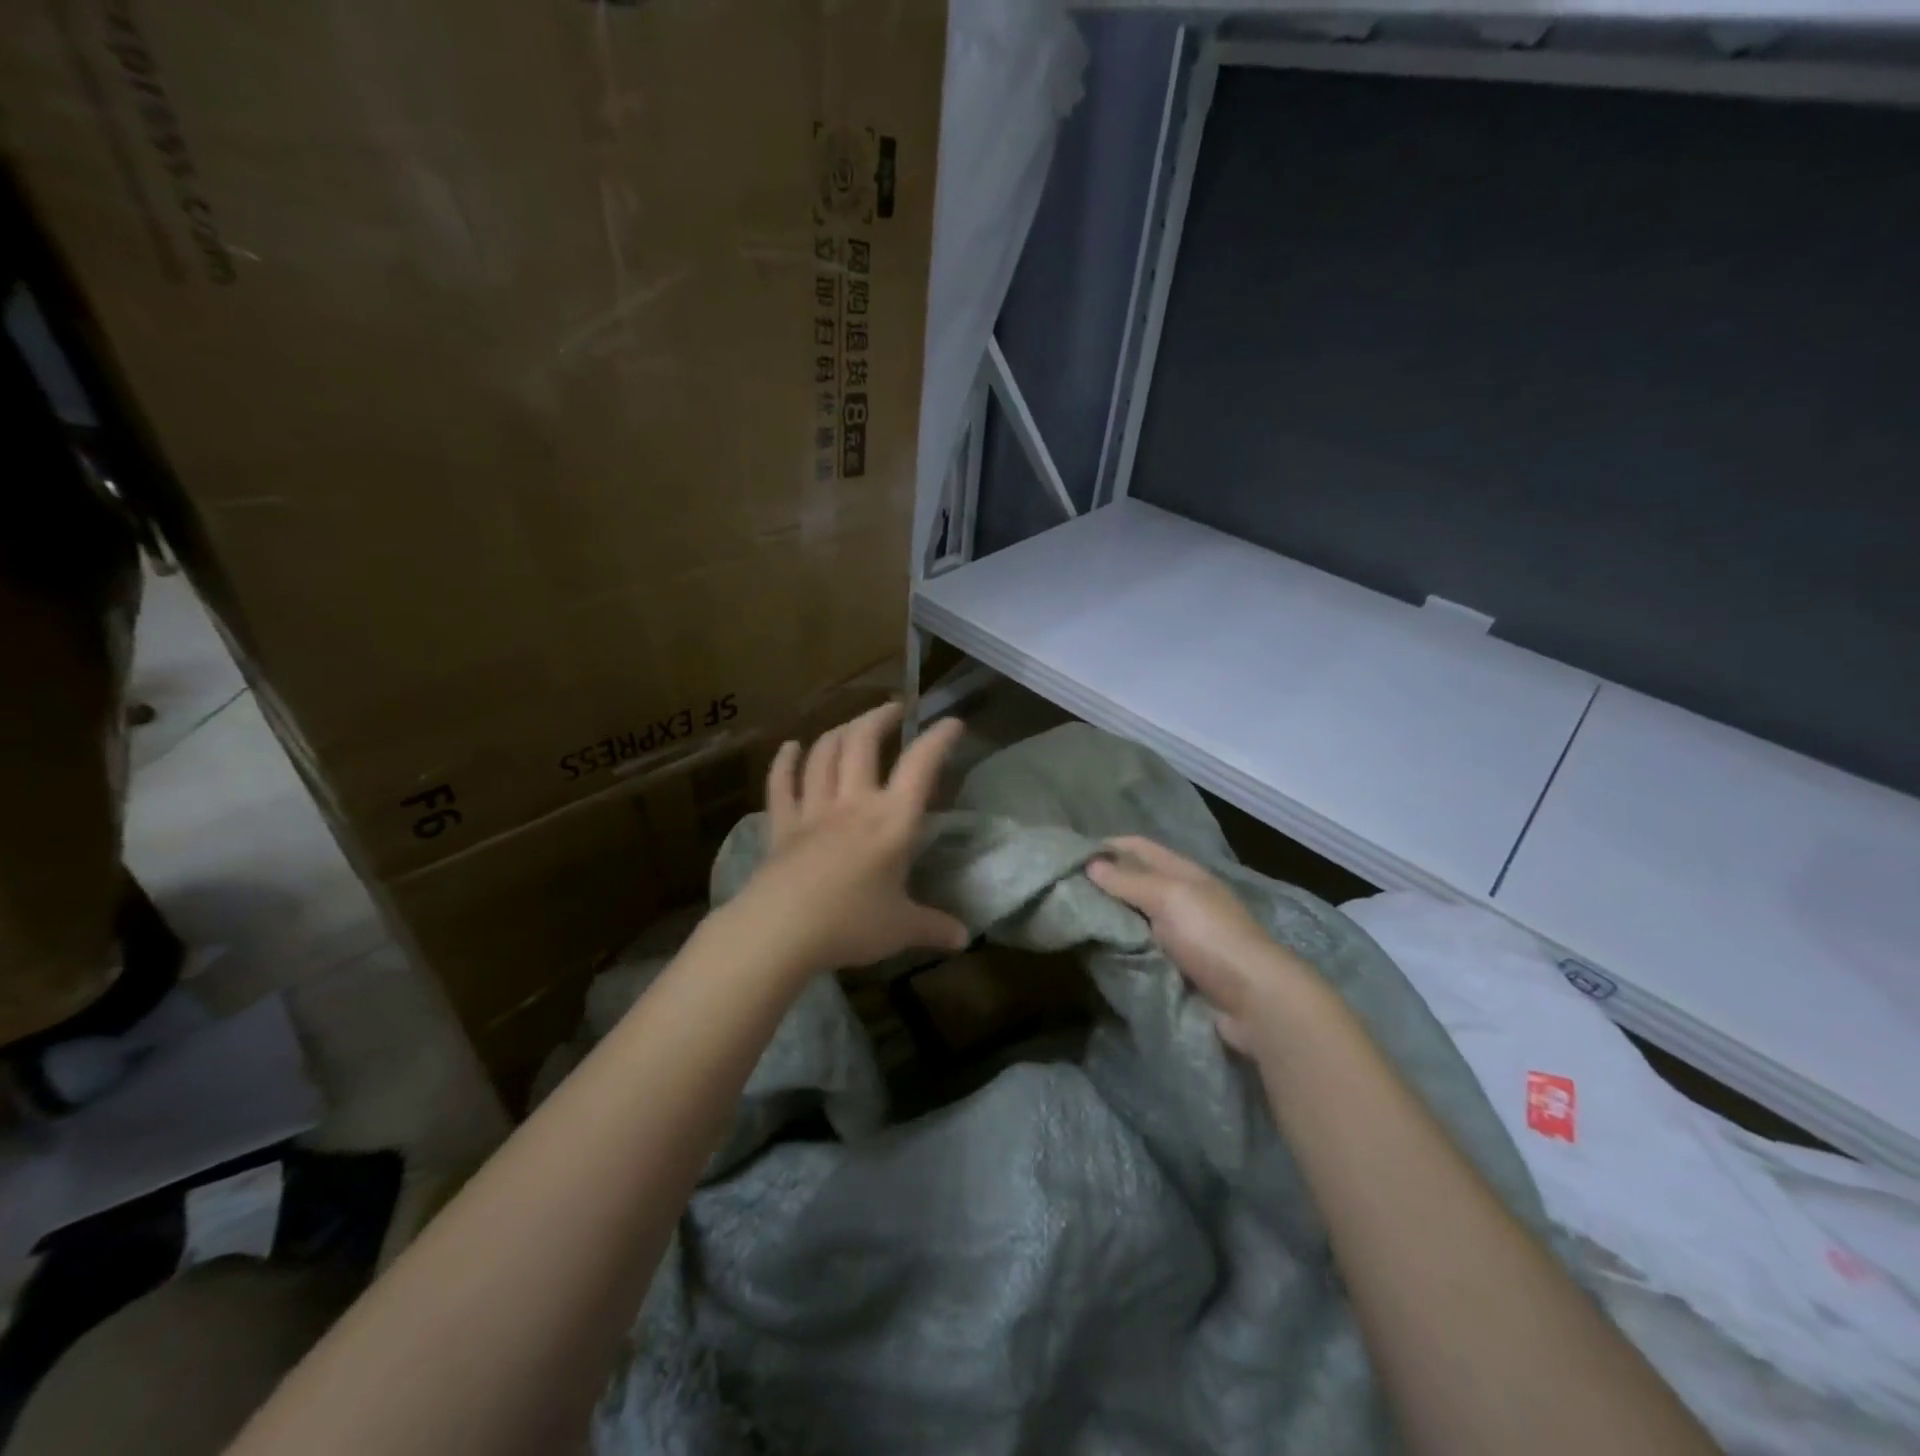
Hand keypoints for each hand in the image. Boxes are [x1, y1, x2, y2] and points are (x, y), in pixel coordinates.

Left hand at [733, 702, 969, 976]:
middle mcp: (853, 803)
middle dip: (880, 717)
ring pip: (823, 754)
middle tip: (895, 709)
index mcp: (892, 821)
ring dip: (839, 731)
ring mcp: (813, 810)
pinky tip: (790, 747)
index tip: (951, 722)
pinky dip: (785, 762)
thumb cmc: (849, 925)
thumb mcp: (901, 929)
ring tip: (852, 724)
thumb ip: (933, 927)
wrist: (780, 931)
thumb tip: (964, 939)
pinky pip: (781, 784)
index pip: (920, 766)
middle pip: (863, 742)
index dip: (938, 739)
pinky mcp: (782, 825)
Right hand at [1087, 836, 1315, 1058]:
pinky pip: (1138, 948)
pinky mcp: (1174, 966)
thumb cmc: (1211, 937)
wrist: (1254, 1001)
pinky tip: (1093, 949)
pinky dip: (1118, 946)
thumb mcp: (1169, 897)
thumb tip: (1089, 863)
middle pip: (1132, 882)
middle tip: (1059, 891)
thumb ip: (1128, 881)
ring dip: (1107, 918)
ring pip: (1132, 917)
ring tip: (1068, 920)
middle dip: (1100, 884)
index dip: (1105, 846)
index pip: (1137, 847)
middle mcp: (1179, 898)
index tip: (1067, 855)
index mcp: (1181, 873)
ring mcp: (1178, 934)